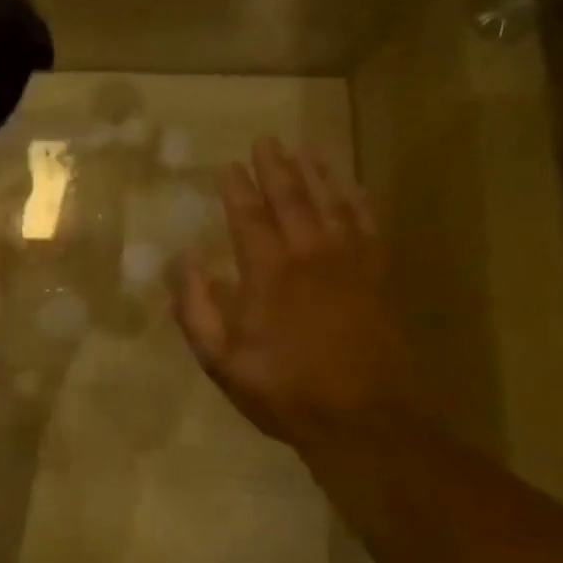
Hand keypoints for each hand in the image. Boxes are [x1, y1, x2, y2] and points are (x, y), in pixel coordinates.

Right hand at [169, 138, 421, 452]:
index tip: (227, 166)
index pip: (249, 217)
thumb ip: (196, 309)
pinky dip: (360, 202)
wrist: (368, 422)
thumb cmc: (285, 391)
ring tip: (306, 149)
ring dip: (318, 174)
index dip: (237, 188)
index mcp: (269, 274)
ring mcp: (351, 264)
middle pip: (293, 199)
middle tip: (266, 140)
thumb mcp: (222, 360)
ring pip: (334, 204)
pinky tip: (354, 187)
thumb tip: (183, 262)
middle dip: (276, 168)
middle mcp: (311, 256)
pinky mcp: (379, 278)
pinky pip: (370, 227)